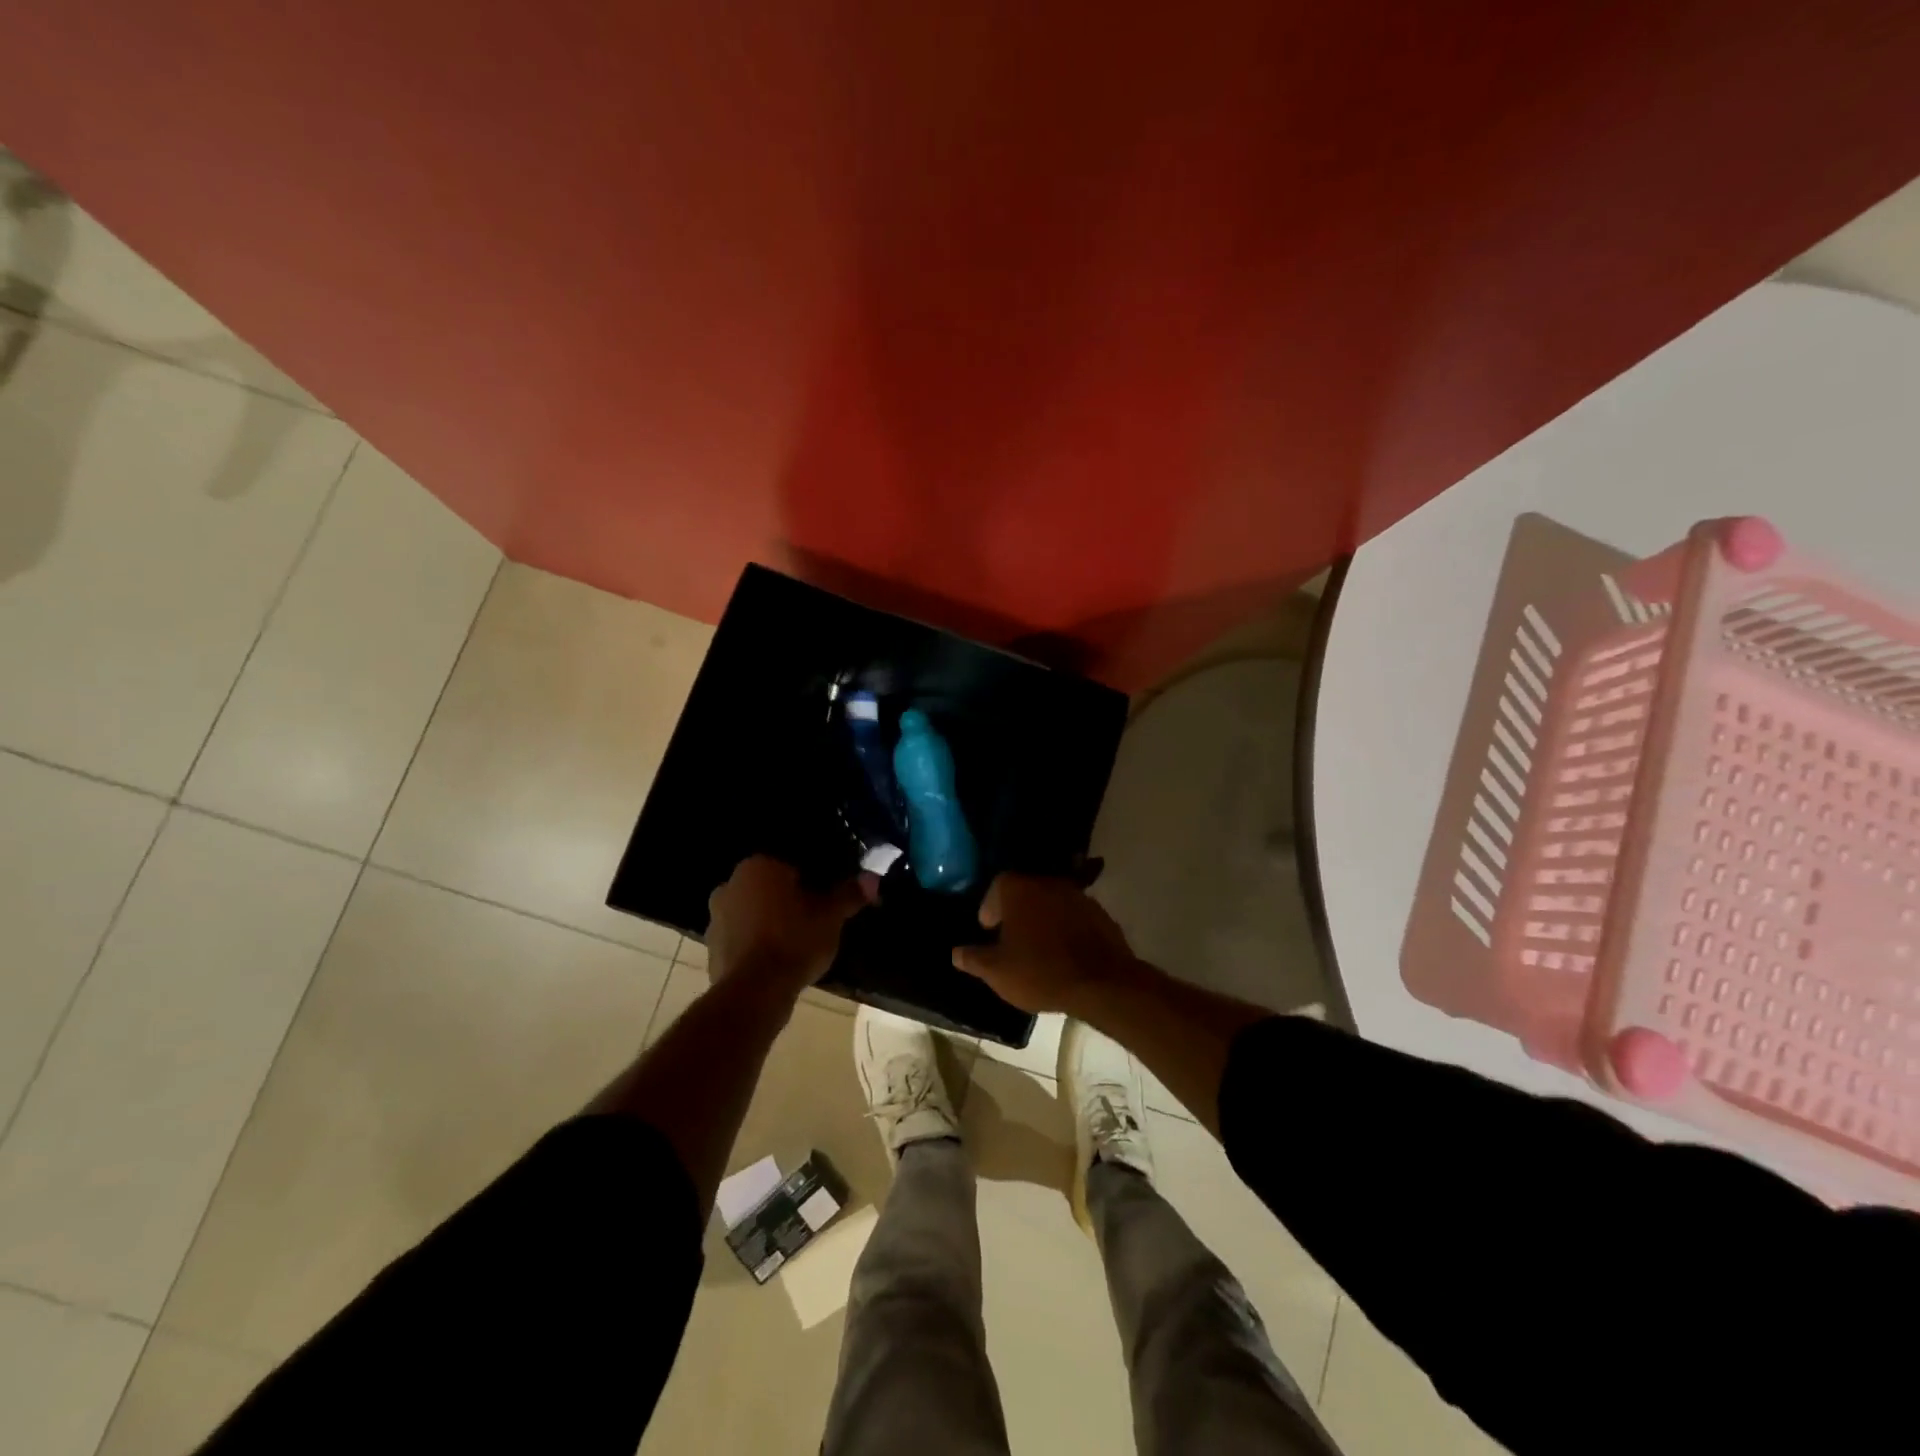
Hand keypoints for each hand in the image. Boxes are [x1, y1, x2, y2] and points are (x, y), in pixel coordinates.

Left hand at [705, 857, 871, 1004]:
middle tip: (813, 923)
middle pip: (769, 889)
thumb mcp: (831, 917)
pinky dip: (756, 947)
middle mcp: (730, 884)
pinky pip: (741, 940)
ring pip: (753, 914)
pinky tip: (776, 963)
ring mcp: (715, 918)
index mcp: (758, 866)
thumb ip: (849, 894)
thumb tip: (872, 878)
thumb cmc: (794, 941)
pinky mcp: (711, 948)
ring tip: (796, 946)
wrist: (754, 992)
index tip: (825, 902)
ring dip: (770, 924)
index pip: (790, 867)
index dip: (812, 884)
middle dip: (788, 902)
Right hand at [951, 873, 1139, 1015]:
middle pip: (1024, 892)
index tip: (990, 932)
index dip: (990, 909)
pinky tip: (1065, 953)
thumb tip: (956, 952)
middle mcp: (1047, 882)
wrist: (1101, 982)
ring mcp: (1077, 895)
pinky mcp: (1099, 912)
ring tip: (1038, 949)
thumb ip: (974, 959)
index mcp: (1018, 889)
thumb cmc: (1040, 972)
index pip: (996, 887)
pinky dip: (1066, 928)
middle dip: (1016, 913)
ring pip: (1050, 903)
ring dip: (1042, 919)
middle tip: (1011, 941)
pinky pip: (1073, 916)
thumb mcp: (997, 972)